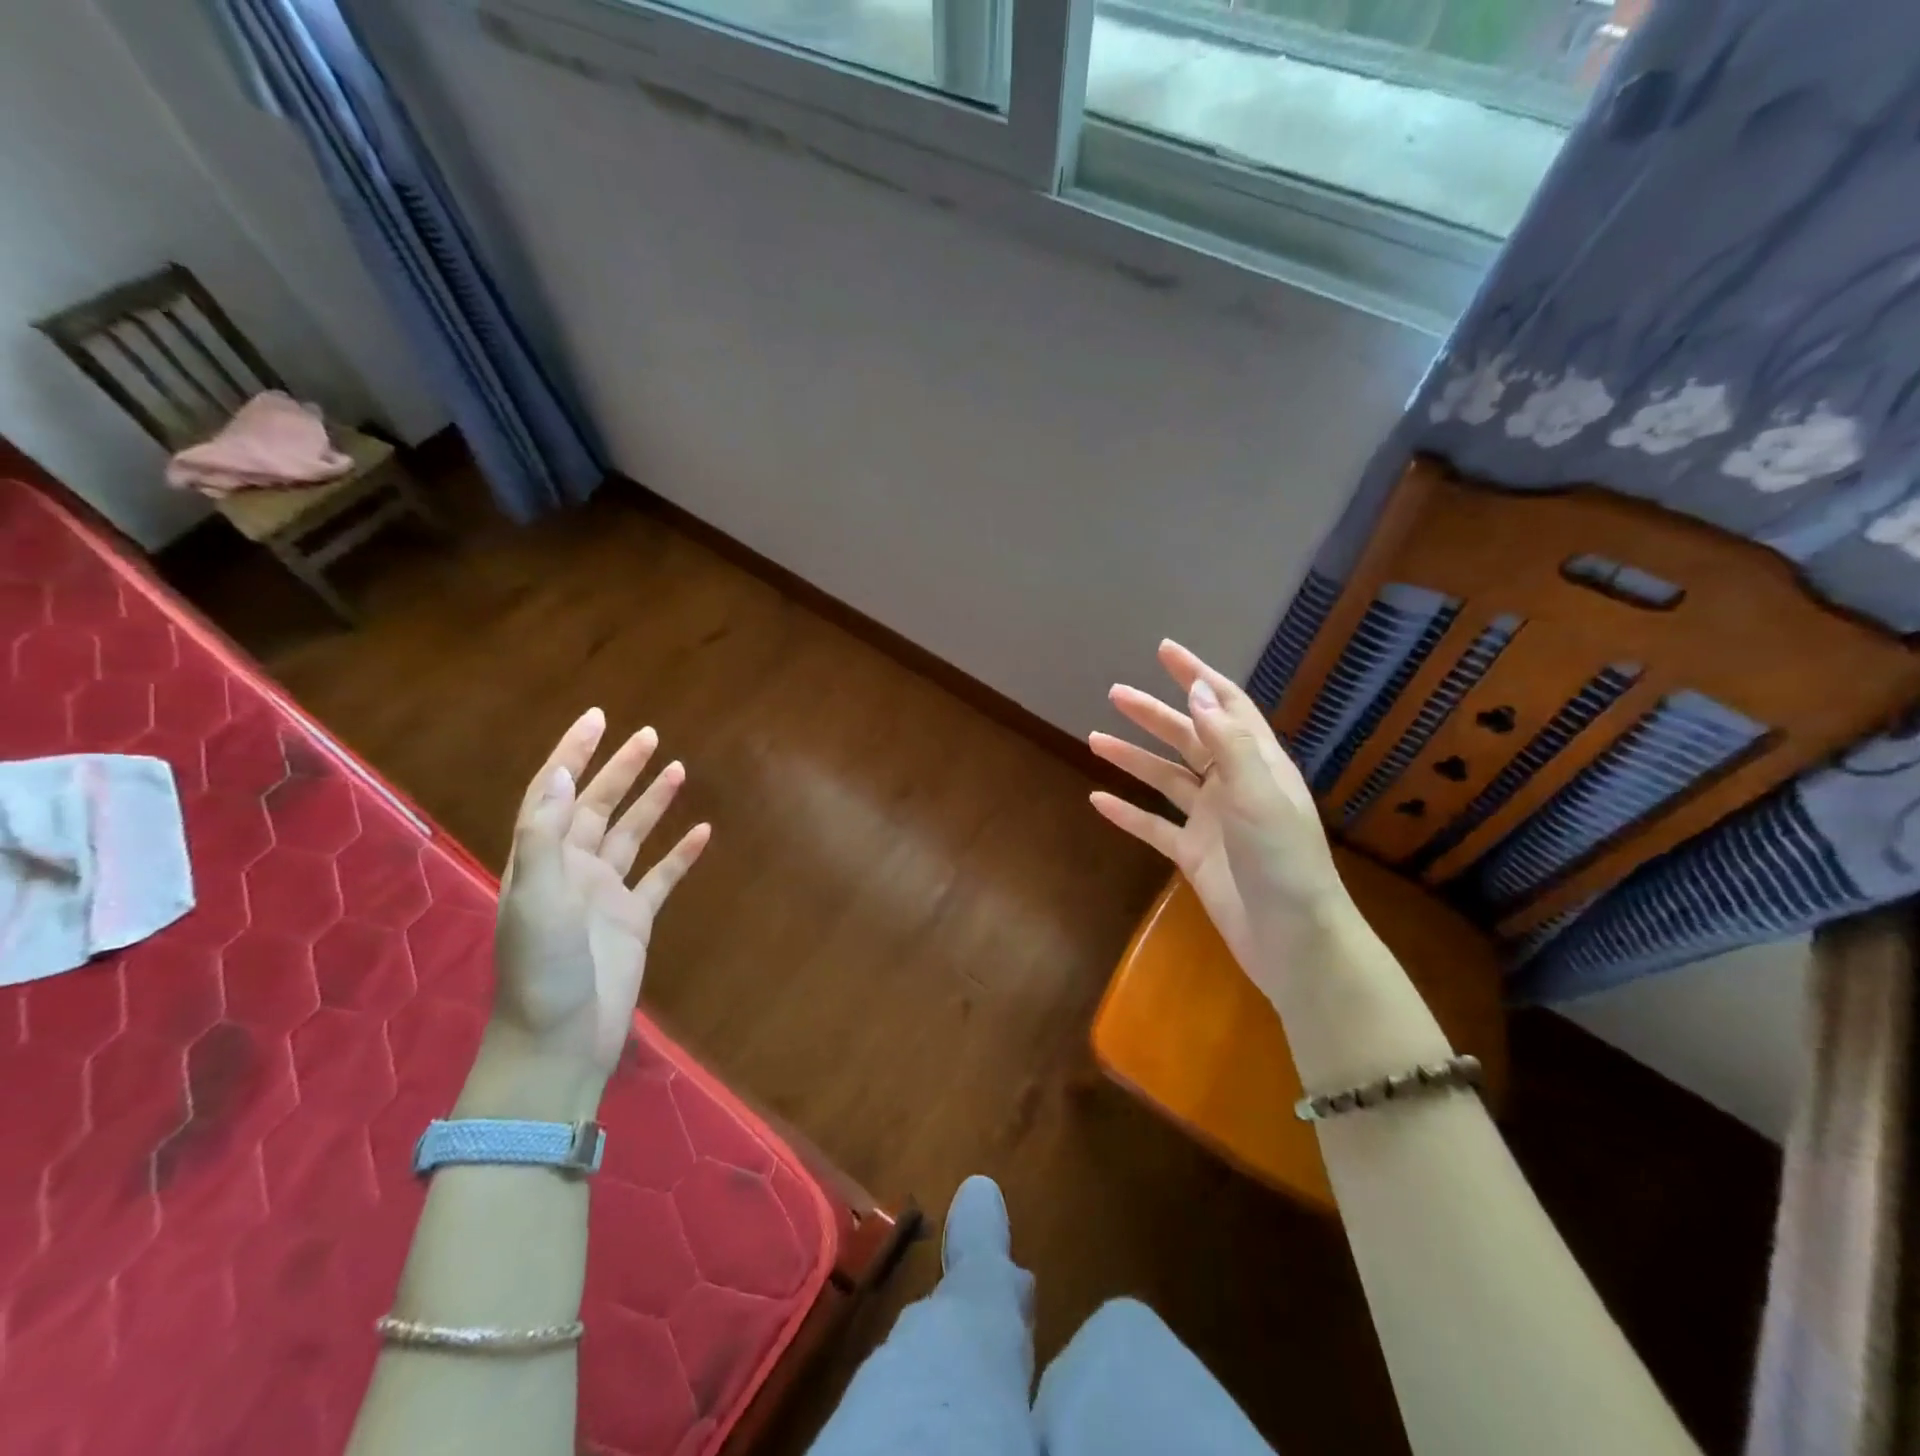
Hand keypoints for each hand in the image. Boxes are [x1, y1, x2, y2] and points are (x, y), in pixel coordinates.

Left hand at [491, 709, 711, 1088]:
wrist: (560, 1040)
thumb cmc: (542, 969)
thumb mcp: (535, 898)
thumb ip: (545, 836)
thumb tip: (565, 775)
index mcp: (542, 859)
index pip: (556, 792)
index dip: (573, 753)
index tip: (598, 718)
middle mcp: (573, 869)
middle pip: (598, 806)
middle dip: (621, 768)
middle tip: (650, 735)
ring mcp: (606, 894)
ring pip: (632, 835)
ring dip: (652, 802)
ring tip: (678, 769)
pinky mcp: (635, 919)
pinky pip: (662, 877)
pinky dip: (681, 854)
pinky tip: (703, 832)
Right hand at [1089, 641, 1349, 1003]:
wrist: (1292, 940)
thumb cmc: (1283, 861)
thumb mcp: (1258, 794)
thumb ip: (1228, 741)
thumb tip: (1197, 690)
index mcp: (1257, 763)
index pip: (1226, 706)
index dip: (1197, 677)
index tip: (1165, 651)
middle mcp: (1233, 785)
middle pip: (1188, 738)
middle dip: (1153, 714)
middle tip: (1115, 693)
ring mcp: (1211, 821)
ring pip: (1165, 779)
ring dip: (1133, 758)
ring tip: (1095, 738)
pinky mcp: (1193, 855)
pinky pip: (1154, 826)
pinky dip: (1127, 813)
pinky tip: (1098, 800)